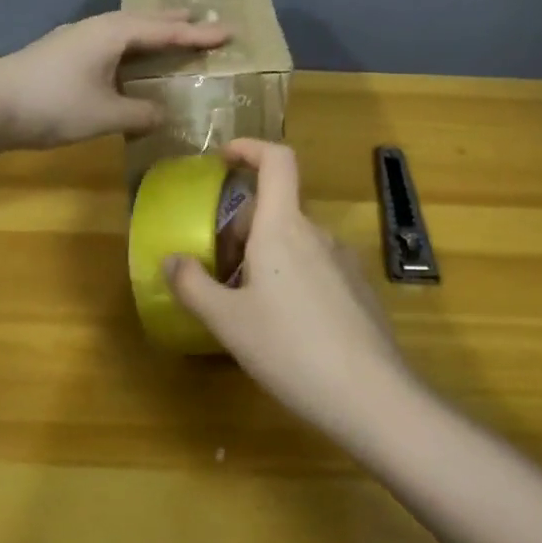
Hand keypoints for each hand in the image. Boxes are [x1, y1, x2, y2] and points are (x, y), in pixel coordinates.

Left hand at [0, 9, 228, 150]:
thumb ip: (140, 114)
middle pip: (145, 19)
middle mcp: (98, 27)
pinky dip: (130, 41)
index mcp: (114, 34)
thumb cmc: (53, 106)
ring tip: (169, 30)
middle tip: (201, 18)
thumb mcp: (105, 115)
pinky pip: (109, 38)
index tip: (229, 31)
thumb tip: (162, 114)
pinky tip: (125, 54)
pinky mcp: (63, 50)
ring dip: (150, 28)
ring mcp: (76, 36)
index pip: (167, 31)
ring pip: (124, 27)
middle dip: (175, 20)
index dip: (199, 34)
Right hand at [164, 139, 416, 442]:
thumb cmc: (290, 348)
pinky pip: (315, 265)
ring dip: (266, 256)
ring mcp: (342, 259)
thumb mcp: (229, 322)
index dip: (251, 147)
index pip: (277, 160)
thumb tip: (171, 260)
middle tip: (219, 269)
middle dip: (243, 227)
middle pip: (276, 208)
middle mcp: (316, 232)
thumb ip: (194, 287)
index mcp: (283, 227)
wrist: (370, 394)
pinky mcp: (357, 287)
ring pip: (294, 241)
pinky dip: (291, 276)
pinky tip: (285, 327)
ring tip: (246, 304)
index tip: (224, 158)